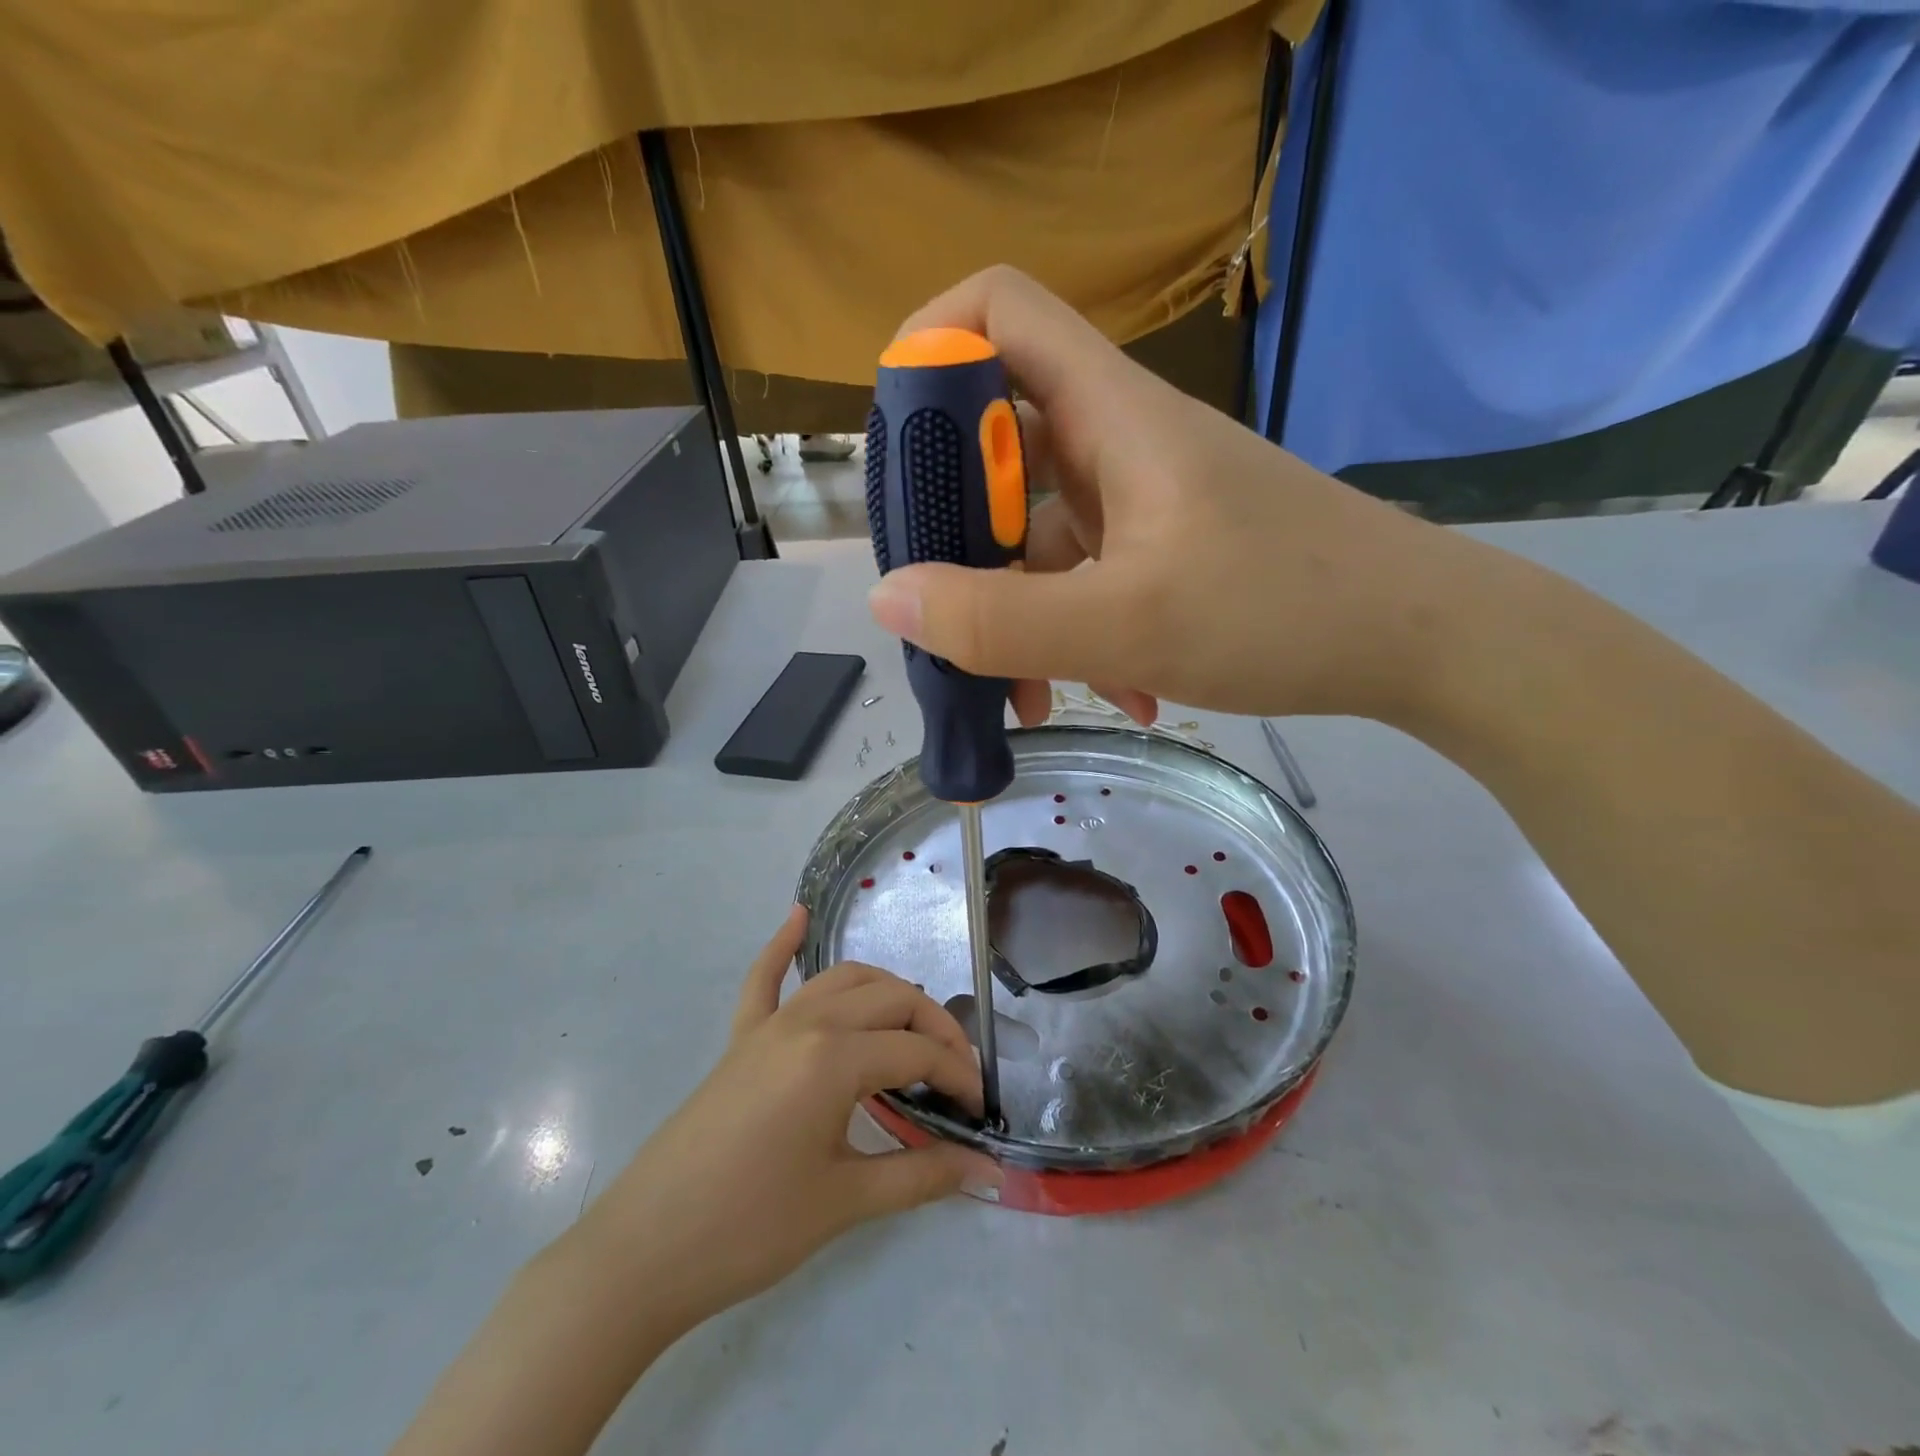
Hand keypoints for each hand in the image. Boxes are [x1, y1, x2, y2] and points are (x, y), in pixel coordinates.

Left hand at [571, 907, 997, 1332]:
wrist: (644, 1252)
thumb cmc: (751, 1229)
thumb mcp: (845, 1202)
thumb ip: (922, 1176)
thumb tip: (986, 1168)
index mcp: (834, 1057)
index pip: (918, 1051)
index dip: (958, 1076)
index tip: (980, 1111)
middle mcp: (807, 1022)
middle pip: (891, 1000)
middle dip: (935, 1028)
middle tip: (956, 1076)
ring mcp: (769, 1024)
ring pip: (844, 980)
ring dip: (887, 992)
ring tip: (915, 1025)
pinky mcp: (740, 1038)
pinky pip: (764, 979)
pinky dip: (783, 945)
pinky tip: (799, 917)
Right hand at [866, 266, 1492, 731]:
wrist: (1419, 640)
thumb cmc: (1280, 609)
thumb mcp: (1125, 623)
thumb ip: (999, 619)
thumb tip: (890, 601)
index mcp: (1108, 413)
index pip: (996, 311)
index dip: (929, 352)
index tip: (900, 451)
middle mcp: (1117, 441)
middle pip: (998, 444)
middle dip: (958, 535)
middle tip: (944, 615)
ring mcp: (1142, 498)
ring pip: (1042, 531)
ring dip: (1020, 611)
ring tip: (1028, 696)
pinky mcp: (1165, 547)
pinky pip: (1089, 576)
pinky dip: (1077, 631)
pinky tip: (1113, 694)